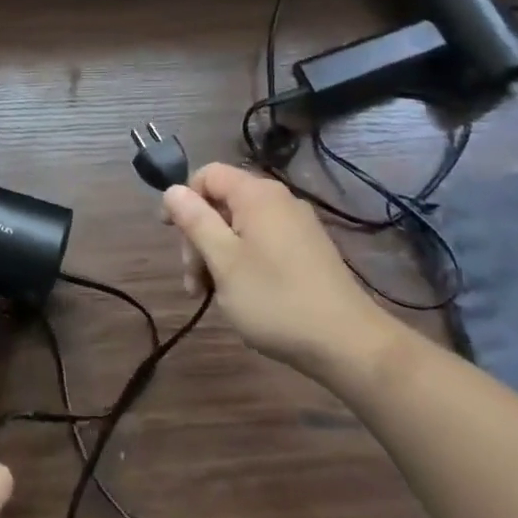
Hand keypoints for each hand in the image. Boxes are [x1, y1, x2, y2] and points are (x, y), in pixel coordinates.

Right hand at [163, 163, 395, 378]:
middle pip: (222, 202)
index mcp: (256, 195)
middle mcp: (278, 200)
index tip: (170, 234)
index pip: (207, 174)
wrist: (348, 343)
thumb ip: (195, 221)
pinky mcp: (308, 249)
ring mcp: (297, 224)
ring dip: (218, 254)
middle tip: (194, 282)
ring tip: (212, 296)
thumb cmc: (276, 299)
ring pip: (241, 226)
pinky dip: (243, 261)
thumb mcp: (223, 261)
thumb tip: (173, 189)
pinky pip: (263, 241)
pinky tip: (242, 295)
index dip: (183, 198)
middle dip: (200, 237)